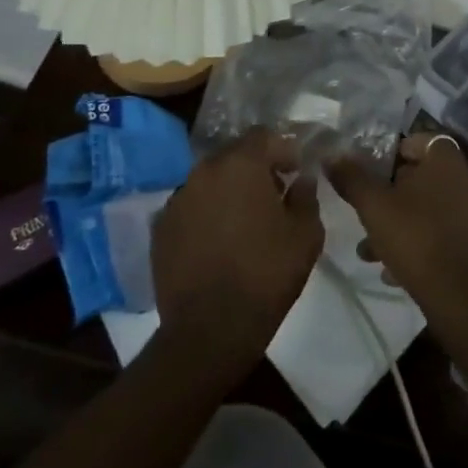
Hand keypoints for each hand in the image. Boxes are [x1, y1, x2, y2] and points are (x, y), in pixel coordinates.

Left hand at [151, 131, 323, 374]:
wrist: (209, 331)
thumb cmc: (265, 276)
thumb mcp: (305, 235)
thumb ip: (306, 196)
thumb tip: (301, 180)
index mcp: (240, 165)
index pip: (264, 136)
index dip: (283, 149)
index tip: (295, 172)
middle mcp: (203, 171)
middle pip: (234, 155)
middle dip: (255, 168)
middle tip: (273, 195)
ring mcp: (177, 199)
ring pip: (210, 181)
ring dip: (228, 191)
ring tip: (244, 221)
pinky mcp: (160, 228)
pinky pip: (191, 207)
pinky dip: (206, 214)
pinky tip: (217, 242)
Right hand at [329, 132, 467, 339]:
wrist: (465, 299)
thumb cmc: (417, 239)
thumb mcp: (374, 207)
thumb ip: (352, 178)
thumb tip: (332, 156)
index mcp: (448, 161)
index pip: (421, 141)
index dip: (395, 154)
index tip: (375, 174)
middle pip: (426, 178)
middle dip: (394, 197)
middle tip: (371, 216)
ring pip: (435, 210)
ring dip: (406, 224)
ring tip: (374, 253)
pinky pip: (450, 234)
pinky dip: (426, 243)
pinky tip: (399, 272)